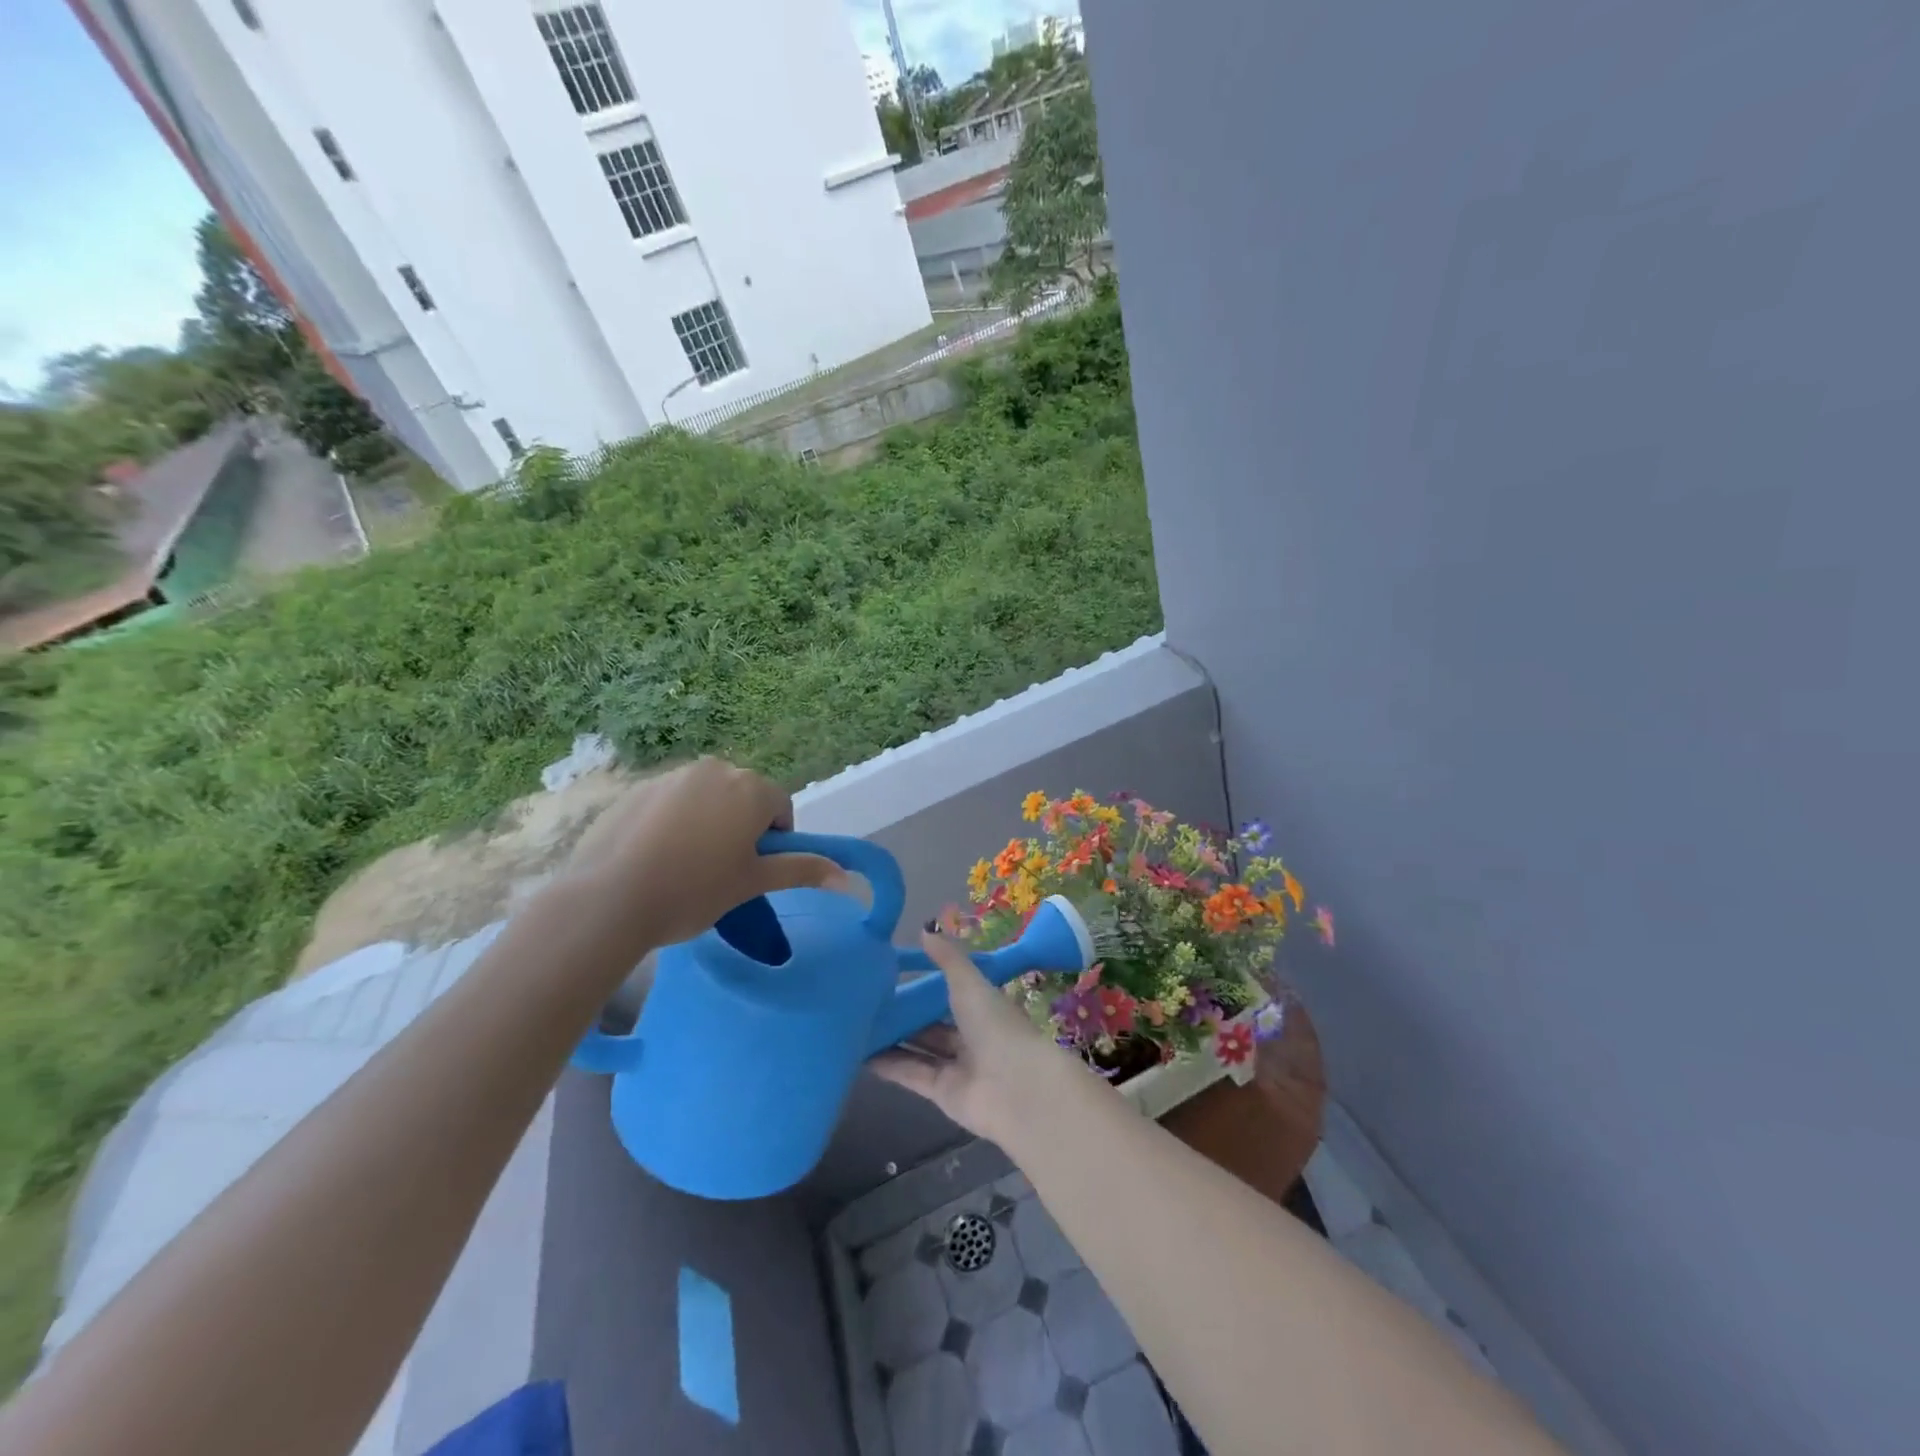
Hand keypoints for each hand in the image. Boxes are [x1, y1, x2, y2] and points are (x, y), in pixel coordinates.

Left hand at [560, 758, 838, 955]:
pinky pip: (671, 801)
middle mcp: (715, 770)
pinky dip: (673, 822)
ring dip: (708, 821)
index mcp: (751, 789)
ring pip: (706, 798)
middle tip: (722, 870)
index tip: (753, 870)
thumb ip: (801, 870)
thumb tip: (848, 877)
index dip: (775, 840)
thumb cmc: (694, 891)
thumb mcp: (753, 883)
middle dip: (742, 826)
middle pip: (744, 796)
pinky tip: (654, 857)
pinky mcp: (637, 788)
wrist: (609, 898)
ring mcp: (672, 776)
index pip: (781, 807)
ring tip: (685, 865)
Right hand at [870, 930, 1080, 1145]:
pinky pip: (910, 1073)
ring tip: (855, 1025)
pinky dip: (888, 1064)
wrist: (1015, 1087)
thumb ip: (946, 959)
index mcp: (982, 1006)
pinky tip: (860, 1054)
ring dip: (891, 1039)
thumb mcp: (969, 983)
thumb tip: (925, 928)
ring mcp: (956, 1065)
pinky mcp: (941, 1092)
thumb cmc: (995, 1025)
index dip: (924, 985)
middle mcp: (970, 1035)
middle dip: (903, 1014)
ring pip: (918, 1048)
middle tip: (866, 1001)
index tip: (891, 974)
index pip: (950, 992)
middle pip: (930, 1023)